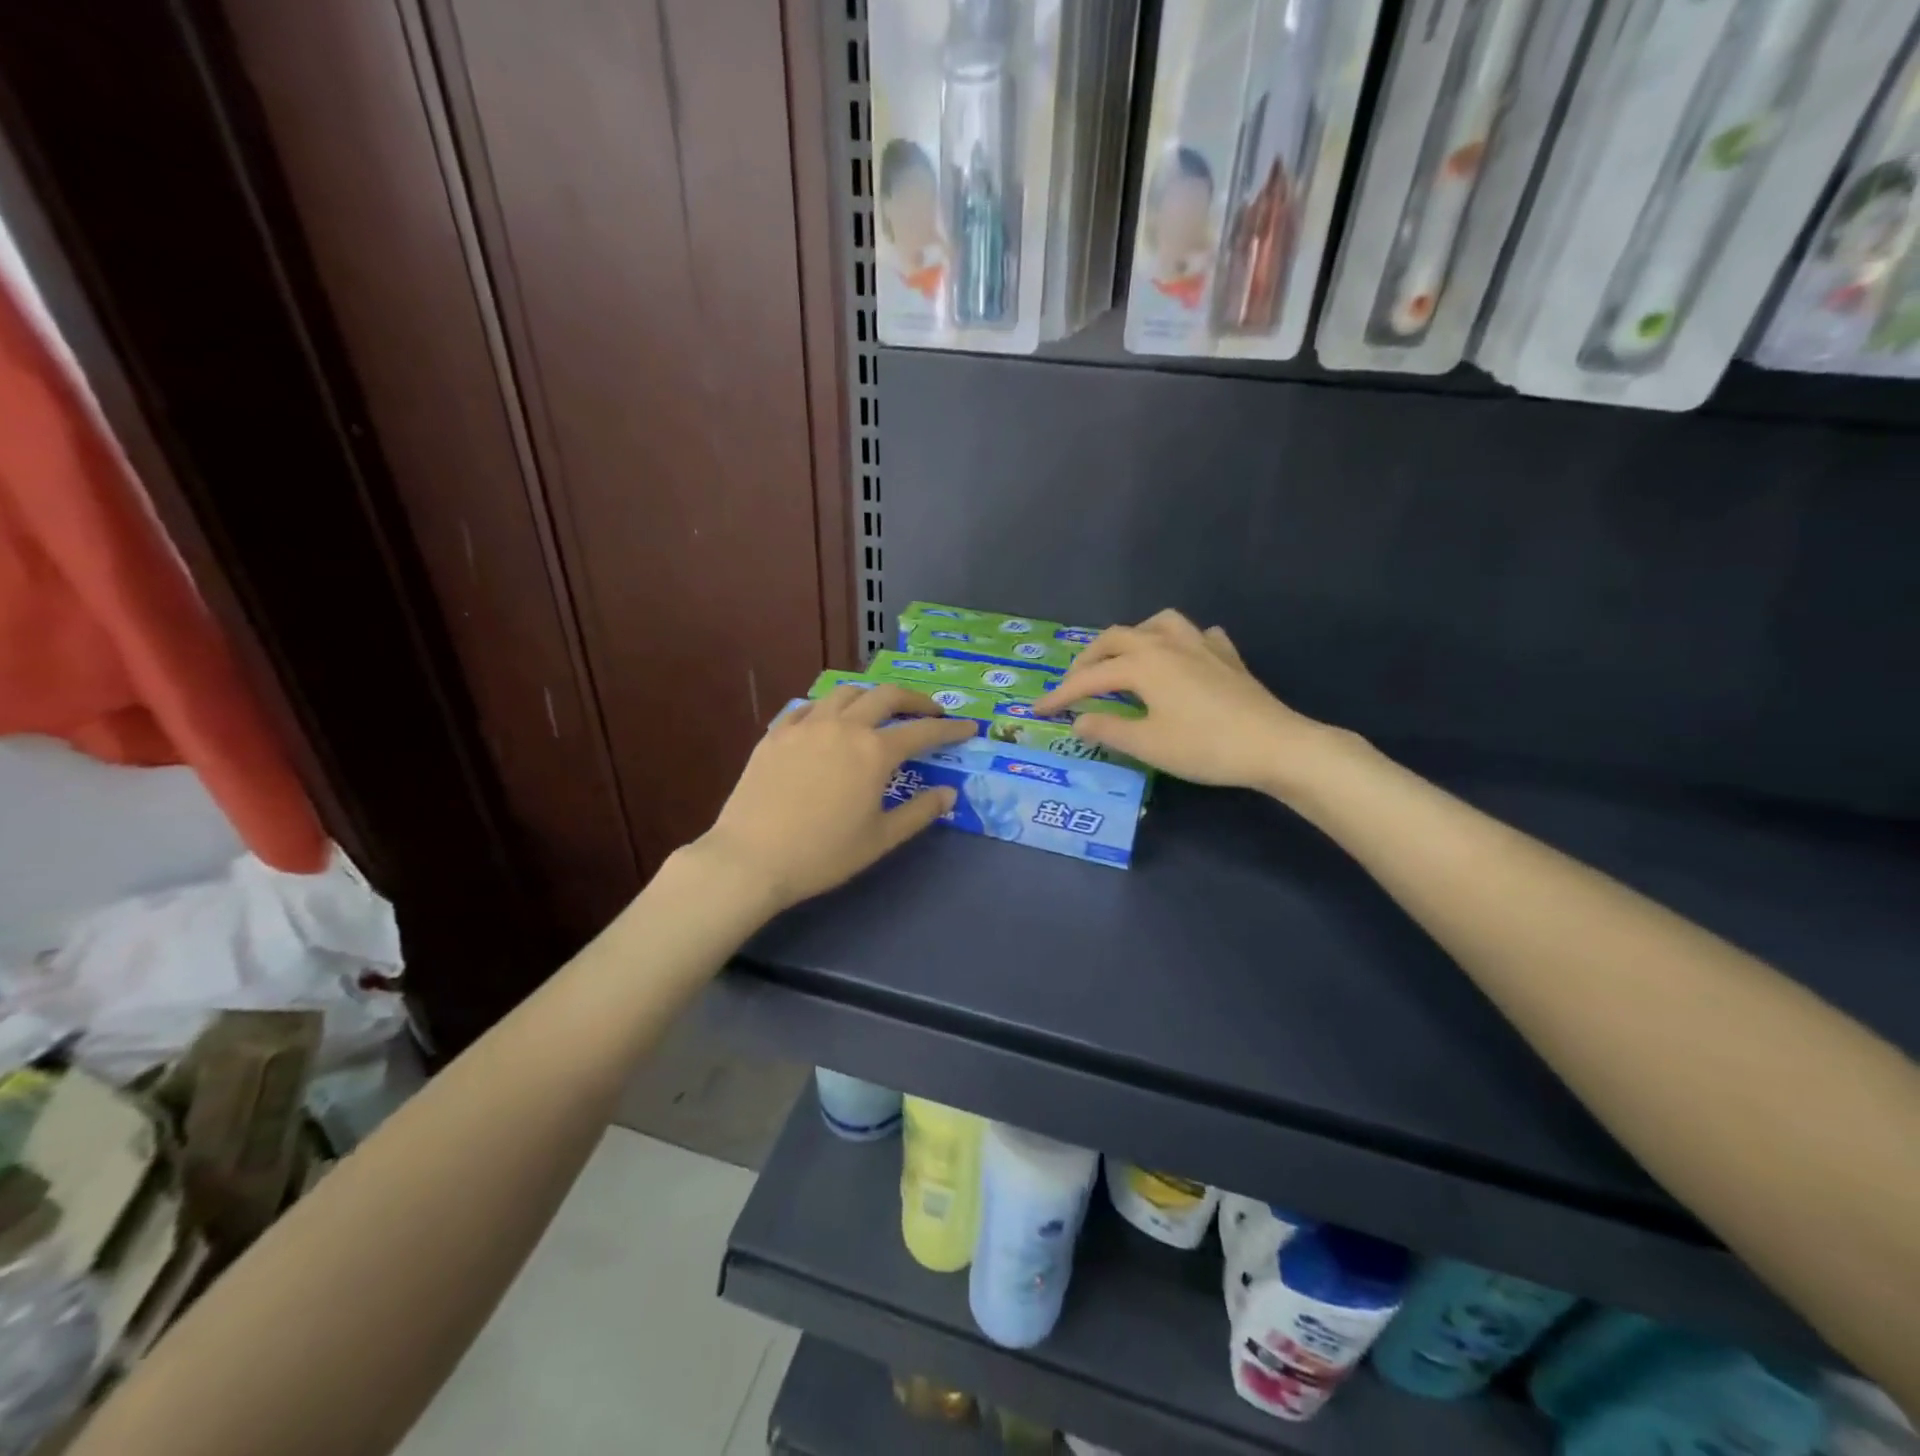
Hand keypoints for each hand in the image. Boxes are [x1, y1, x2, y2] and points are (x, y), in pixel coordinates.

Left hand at [696, 683, 974, 910]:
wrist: (751, 859)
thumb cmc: (823, 854)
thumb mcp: (881, 839)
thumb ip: (919, 812)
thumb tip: (948, 793)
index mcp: (874, 751)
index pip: (923, 731)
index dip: (950, 728)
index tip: (969, 727)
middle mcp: (843, 726)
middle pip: (886, 696)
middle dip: (915, 699)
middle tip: (929, 711)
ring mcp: (806, 725)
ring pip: (845, 693)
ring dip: (871, 697)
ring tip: (879, 711)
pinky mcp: (776, 734)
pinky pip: (809, 707)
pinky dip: (829, 709)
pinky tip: (829, 723)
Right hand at [1035, 610, 1334, 794]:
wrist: (1274, 745)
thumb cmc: (1204, 746)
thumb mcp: (1147, 744)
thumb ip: (1107, 729)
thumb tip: (1078, 720)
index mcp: (1142, 664)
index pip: (1090, 677)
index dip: (1061, 694)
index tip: (1038, 710)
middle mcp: (1166, 644)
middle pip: (1117, 638)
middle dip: (1090, 658)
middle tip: (1076, 682)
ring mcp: (1201, 645)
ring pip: (1158, 624)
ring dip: (1134, 636)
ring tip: (1125, 658)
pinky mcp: (1227, 657)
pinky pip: (1197, 636)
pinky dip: (1180, 643)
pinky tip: (1182, 659)